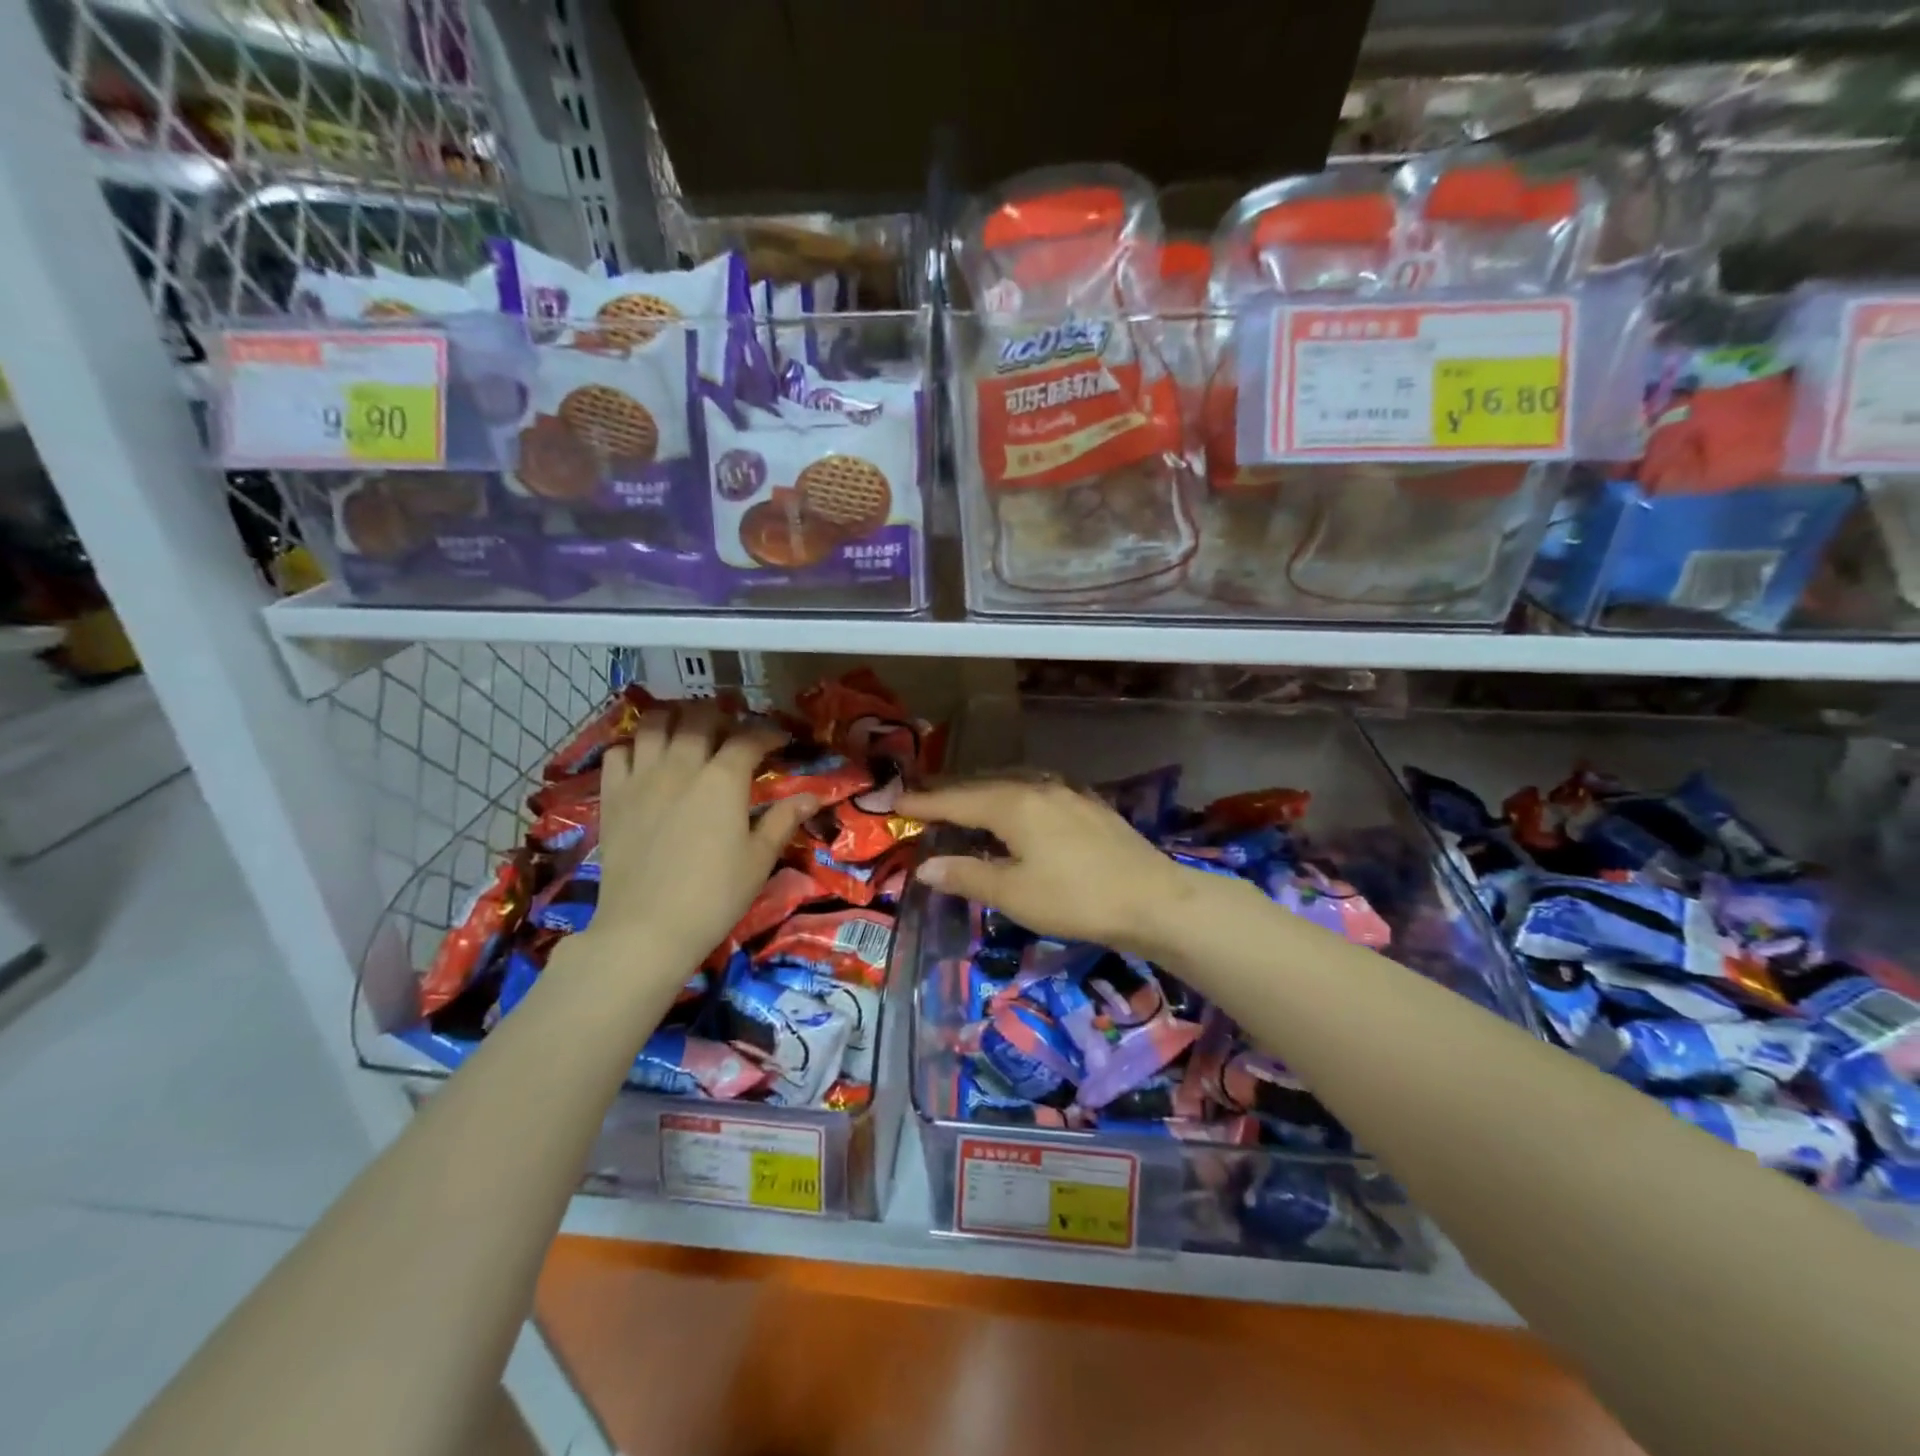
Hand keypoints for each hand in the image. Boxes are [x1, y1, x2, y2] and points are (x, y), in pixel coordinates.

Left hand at [581, 702, 815, 976]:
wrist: (647, 928)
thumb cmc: (715, 894)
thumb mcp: (759, 858)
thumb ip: (784, 820)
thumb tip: (814, 796)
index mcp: (723, 779)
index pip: (748, 739)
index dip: (767, 734)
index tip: (780, 740)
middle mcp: (681, 765)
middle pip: (699, 718)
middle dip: (720, 714)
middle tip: (732, 727)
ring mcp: (641, 777)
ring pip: (654, 724)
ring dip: (674, 718)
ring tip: (686, 727)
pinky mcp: (612, 796)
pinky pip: (617, 752)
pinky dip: (633, 745)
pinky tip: (645, 757)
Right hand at [897, 779, 1220, 958]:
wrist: (1153, 898)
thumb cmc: (1076, 898)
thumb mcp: (1014, 894)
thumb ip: (967, 876)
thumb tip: (925, 867)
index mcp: (1012, 804)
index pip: (956, 800)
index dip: (925, 802)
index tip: (896, 802)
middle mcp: (1037, 787)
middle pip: (982, 784)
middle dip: (950, 792)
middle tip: (922, 798)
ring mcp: (1067, 792)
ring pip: (1012, 784)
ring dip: (982, 792)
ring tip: (963, 801)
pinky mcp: (1088, 805)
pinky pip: (1037, 791)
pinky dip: (1013, 797)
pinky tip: (1017, 809)